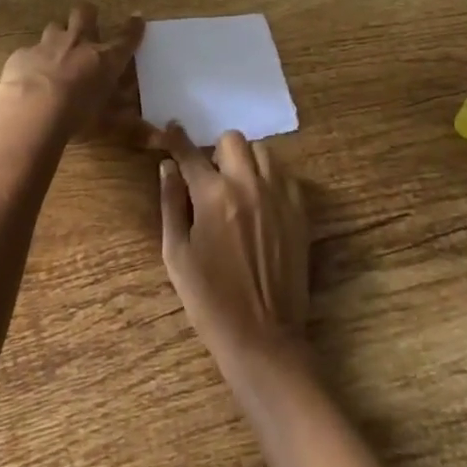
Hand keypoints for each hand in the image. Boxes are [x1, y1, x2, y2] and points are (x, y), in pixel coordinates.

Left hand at [0, 3, 148, 141]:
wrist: (31, 111)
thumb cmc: (76, 117)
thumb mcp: (107, 125)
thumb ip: (129, 126)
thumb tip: (156, 136)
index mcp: (105, 59)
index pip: (126, 38)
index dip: (134, 27)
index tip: (137, 18)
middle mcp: (78, 43)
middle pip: (85, 12)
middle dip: (88, 15)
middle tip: (87, 27)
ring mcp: (48, 45)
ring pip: (55, 26)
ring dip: (58, 36)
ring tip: (56, 53)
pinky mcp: (23, 54)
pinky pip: (29, 51)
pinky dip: (31, 60)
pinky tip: (28, 76)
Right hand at [158, 125, 309, 362]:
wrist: (263, 338)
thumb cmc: (210, 301)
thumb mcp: (177, 255)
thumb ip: (171, 204)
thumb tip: (167, 167)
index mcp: (213, 195)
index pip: (191, 153)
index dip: (177, 138)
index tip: (171, 128)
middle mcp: (248, 185)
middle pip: (233, 140)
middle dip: (217, 152)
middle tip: (212, 176)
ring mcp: (279, 196)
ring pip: (263, 152)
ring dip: (247, 161)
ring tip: (239, 187)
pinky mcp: (300, 211)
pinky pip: (285, 175)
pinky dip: (271, 179)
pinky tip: (262, 202)